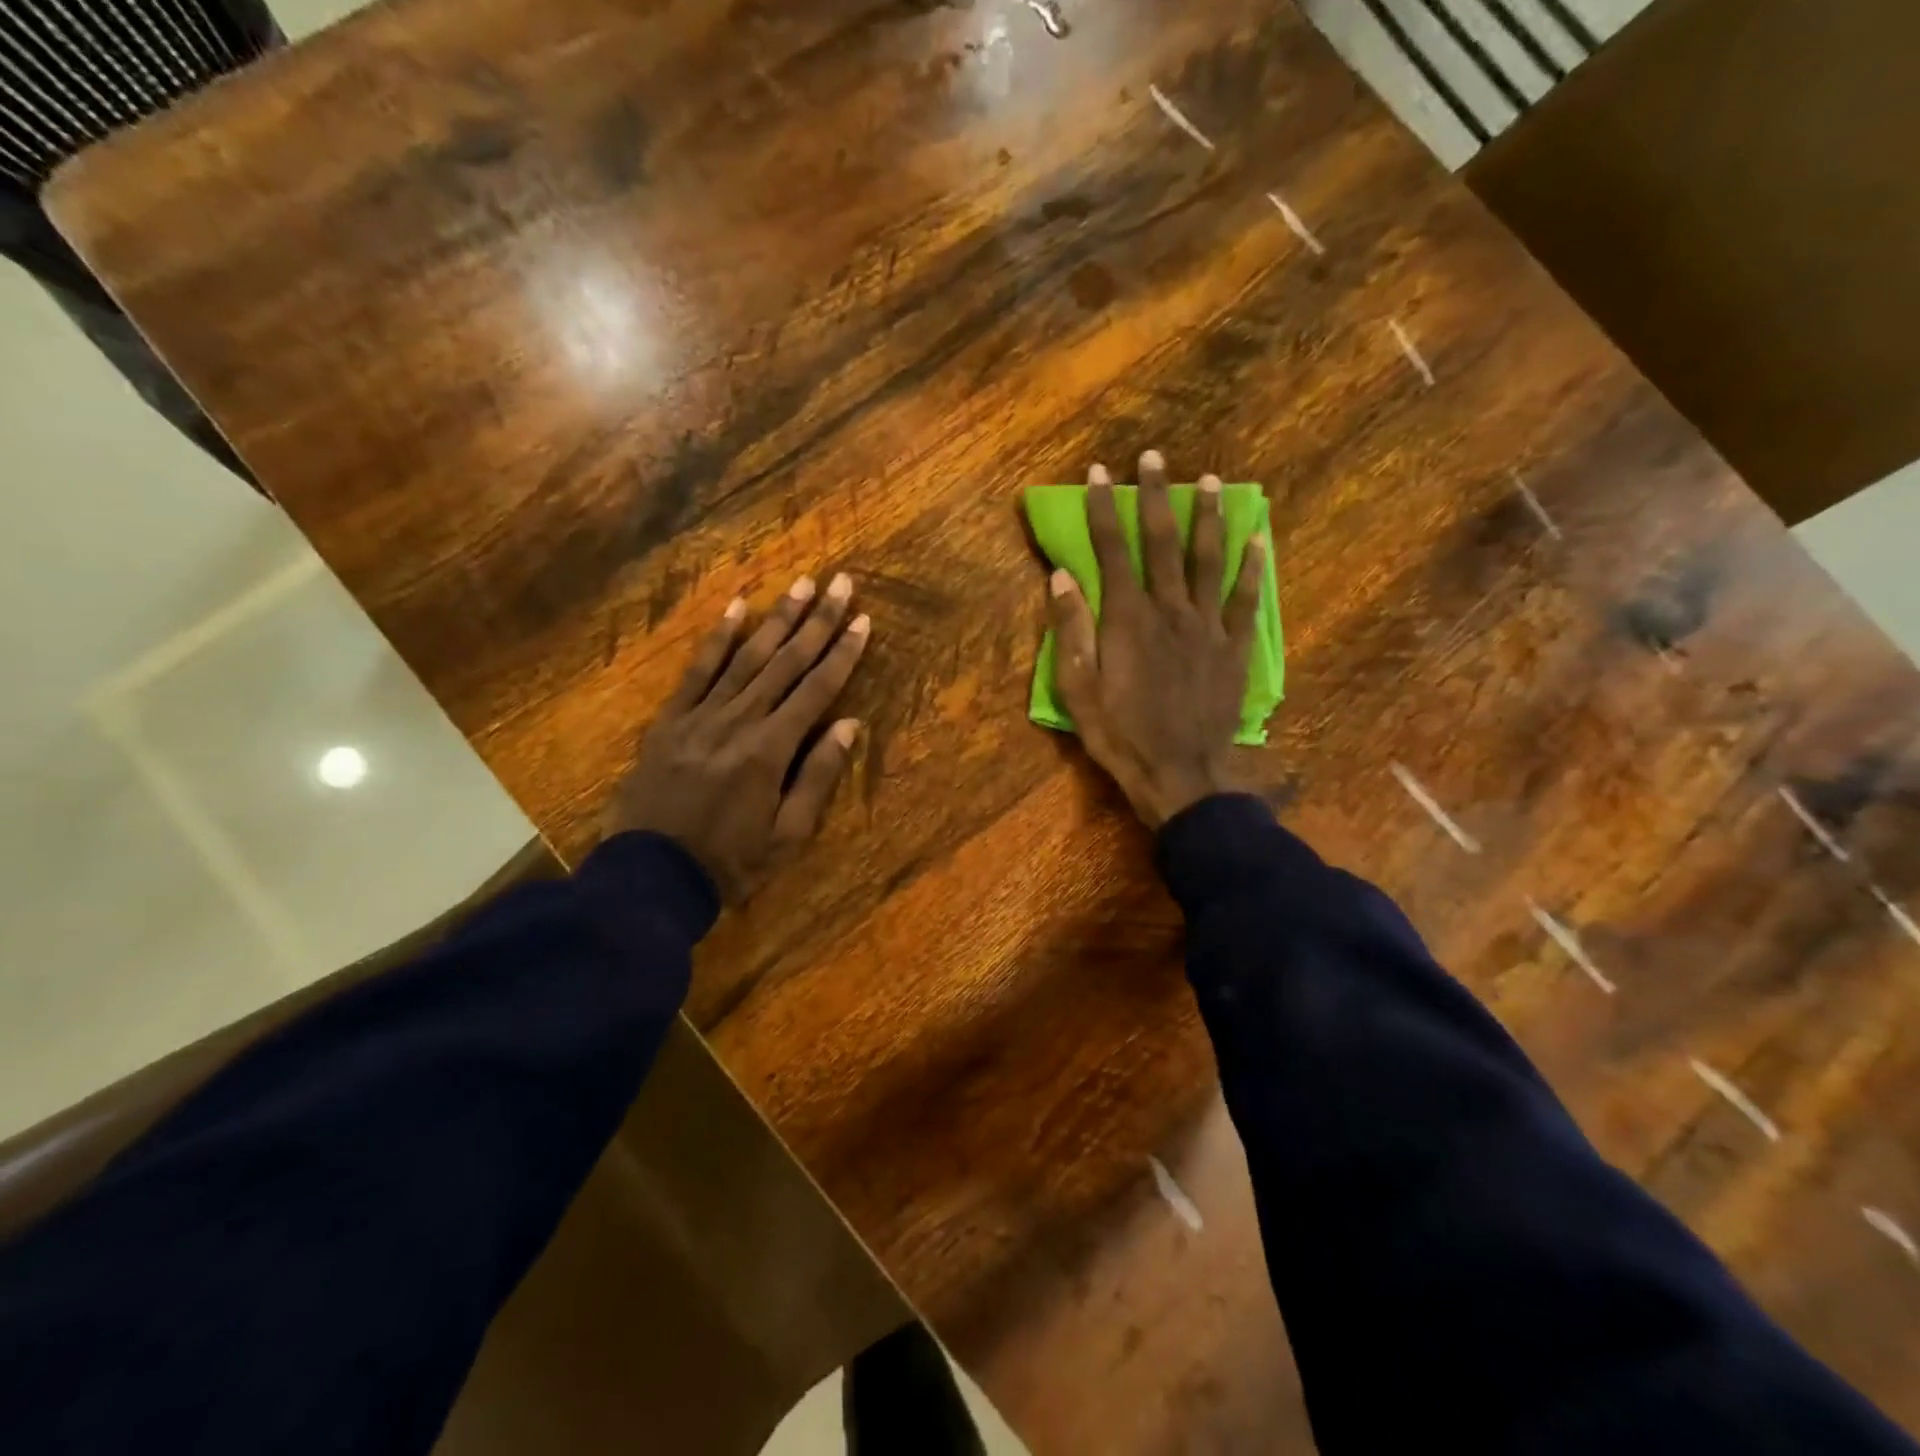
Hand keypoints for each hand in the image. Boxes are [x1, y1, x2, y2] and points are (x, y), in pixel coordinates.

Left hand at [603, 573, 869, 902]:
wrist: (649, 877)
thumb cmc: (729, 863)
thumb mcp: (788, 836)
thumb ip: (818, 777)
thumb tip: (849, 725)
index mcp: (770, 750)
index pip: (816, 690)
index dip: (843, 653)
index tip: (862, 620)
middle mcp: (738, 721)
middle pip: (786, 662)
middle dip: (817, 621)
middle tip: (839, 583)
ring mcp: (700, 716)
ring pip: (745, 657)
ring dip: (776, 618)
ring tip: (800, 584)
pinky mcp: (670, 720)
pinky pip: (696, 671)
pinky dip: (716, 638)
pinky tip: (735, 608)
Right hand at [1047, 450, 1264, 827]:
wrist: (1180, 775)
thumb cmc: (1120, 735)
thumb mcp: (1078, 689)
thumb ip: (1071, 629)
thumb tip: (1061, 575)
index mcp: (1127, 618)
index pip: (1113, 550)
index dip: (1105, 509)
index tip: (1100, 473)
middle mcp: (1170, 609)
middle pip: (1163, 542)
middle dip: (1156, 496)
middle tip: (1154, 458)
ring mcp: (1207, 626)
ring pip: (1209, 560)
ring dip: (1208, 517)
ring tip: (1210, 481)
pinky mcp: (1234, 647)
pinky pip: (1245, 599)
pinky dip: (1253, 566)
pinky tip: (1259, 538)